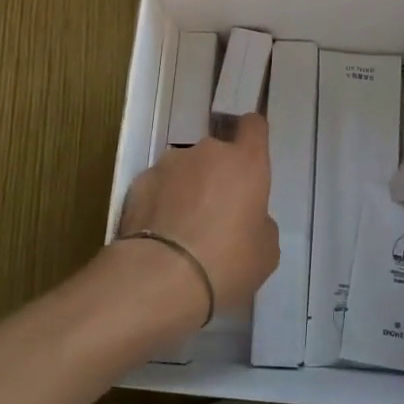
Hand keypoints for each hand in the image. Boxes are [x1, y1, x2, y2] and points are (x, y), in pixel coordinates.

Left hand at [113, 112, 278, 332]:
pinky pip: (157, 187)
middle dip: (217, 175)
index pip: (253, 126)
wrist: (160, 277)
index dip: (252, 136)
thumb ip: (261, 223)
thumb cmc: (226, 262)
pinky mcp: (139, 182)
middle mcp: (208, 152)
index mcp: (246, 162)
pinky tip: (158, 235)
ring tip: (181, 228)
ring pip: (185, 169)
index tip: (249, 156)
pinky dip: (159, 202)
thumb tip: (249, 218)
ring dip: (187, 187)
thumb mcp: (265, 252)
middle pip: (217, 152)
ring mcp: (169, 164)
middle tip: (215, 213)